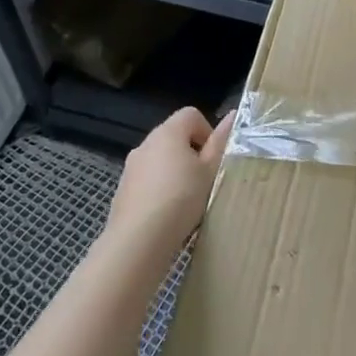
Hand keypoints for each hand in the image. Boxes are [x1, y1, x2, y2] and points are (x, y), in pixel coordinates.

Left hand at [105, 106, 230, 256]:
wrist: (137, 240)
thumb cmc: (181, 199)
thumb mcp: (209, 171)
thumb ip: (220, 143)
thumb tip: (232, 115)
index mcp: (168, 132)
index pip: (191, 114)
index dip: (207, 132)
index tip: (213, 160)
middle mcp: (146, 142)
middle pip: (174, 136)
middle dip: (192, 154)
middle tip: (203, 181)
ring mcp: (131, 166)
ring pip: (160, 159)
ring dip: (175, 172)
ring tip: (186, 201)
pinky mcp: (123, 189)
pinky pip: (147, 180)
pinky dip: (158, 188)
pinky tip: (166, 214)